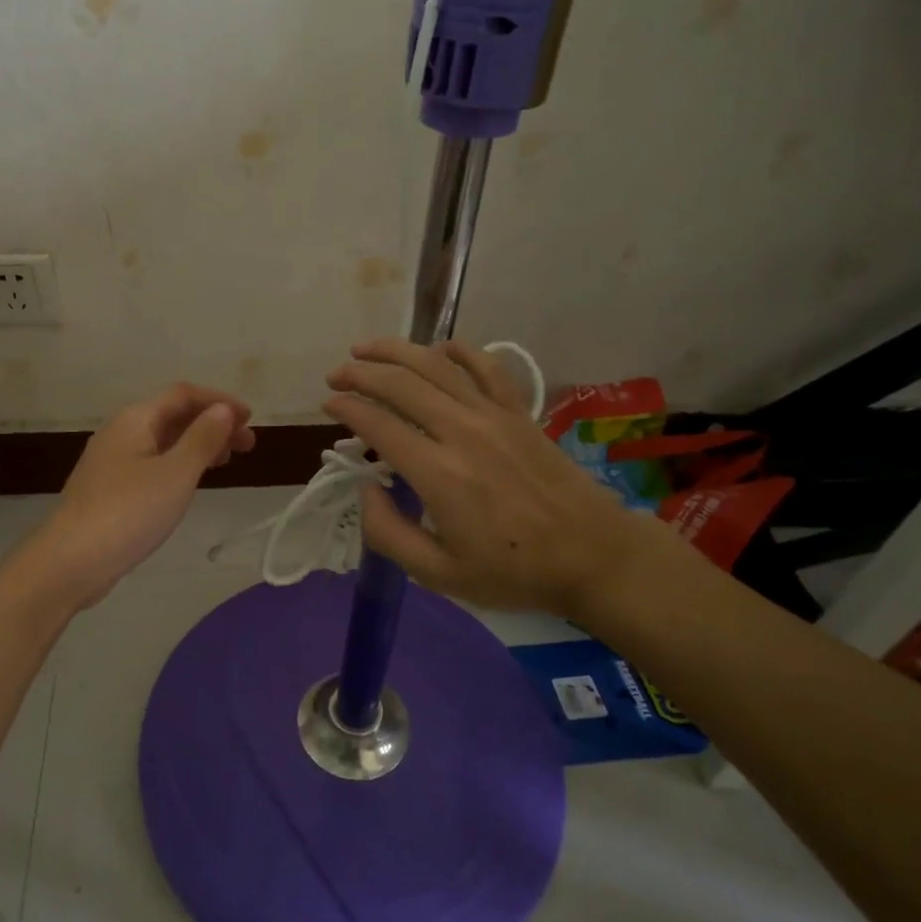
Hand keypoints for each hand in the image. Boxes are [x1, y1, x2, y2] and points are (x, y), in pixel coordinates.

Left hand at [22, 383, 255, 608]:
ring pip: (163, 441)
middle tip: (247, 446)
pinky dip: (179, 463)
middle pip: (173, 415)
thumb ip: (202, 438)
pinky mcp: (110, 488)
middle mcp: (121, 432)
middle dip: (212, 424)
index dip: (219, 401)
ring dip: (197, 444)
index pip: (183, 394)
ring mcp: (112, 461)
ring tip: (226, 462)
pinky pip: (152, 462)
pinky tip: (190, 482)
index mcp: (135, 420)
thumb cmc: (129, 512)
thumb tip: (223, 409)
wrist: (70, 562)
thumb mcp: (176, 473)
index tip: (250, 419)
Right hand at [323, 339, 683, 623]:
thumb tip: (366, 488)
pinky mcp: (520, 413)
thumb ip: (389, 533)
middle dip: (361, 373)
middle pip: (402, 385)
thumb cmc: (513, 571)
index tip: (328, 403)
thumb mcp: (439, 574)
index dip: (347, 408)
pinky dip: (460, 351)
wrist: (592, 556)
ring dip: (397, 351)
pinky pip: (487, 368)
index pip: (380, 424)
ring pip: (438, 366)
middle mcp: (463, 433)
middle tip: (336, 373)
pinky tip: (439, 347)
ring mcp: (495, 417)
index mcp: (439, 475)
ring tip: (367, 348)